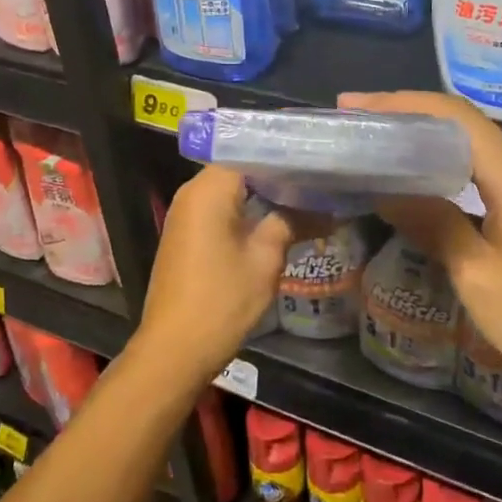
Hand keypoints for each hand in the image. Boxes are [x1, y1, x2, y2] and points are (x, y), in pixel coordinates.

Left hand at [134, 166, 302, 383]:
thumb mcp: (265, 259)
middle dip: (280, 174)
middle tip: (321, 178)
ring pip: (233, 190)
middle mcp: (192, 193)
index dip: (287, 154)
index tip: (319, 158)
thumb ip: (292, 222)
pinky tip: (281, 219)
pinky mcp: (187, 235)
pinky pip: (223, 209)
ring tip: (309, 196)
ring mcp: (187, 214)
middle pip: (242, 168)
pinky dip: (250, 210)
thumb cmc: (222, 300)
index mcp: (209, 189)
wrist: (174, 350)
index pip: (252, 151)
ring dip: (267, 194)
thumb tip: (327, 209)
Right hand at [340, 91, 501, 396]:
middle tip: (356, 129)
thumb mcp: (479, 275)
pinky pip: (486, 176)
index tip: (352, 106)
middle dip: (406, 119)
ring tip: (379, 153)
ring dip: (426, 146)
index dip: (400, 102)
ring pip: (474, 152)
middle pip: (461, 126)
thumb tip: (389, 192)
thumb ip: (435, 225)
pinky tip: (424, 189)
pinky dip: (447, 172)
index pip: (452, 114)